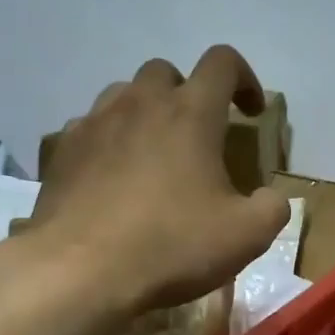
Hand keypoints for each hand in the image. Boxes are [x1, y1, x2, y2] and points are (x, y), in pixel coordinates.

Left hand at [22, 47, 290, 314]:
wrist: (80, 272)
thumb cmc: (171, 245)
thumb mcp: (247, 235)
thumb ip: (272, 207)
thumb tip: (270, 197)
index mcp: (190, 113)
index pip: (222, 62)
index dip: (244, 78)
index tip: (251, 112)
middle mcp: (140, 103)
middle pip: (166, 72)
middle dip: (188, 94)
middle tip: (198, 136)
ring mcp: (94, 123)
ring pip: (123, 95)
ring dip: (145, 113)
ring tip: (154, 154)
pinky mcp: (61, 150)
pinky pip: (90, 128)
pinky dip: (109, 141)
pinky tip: (113, 179)